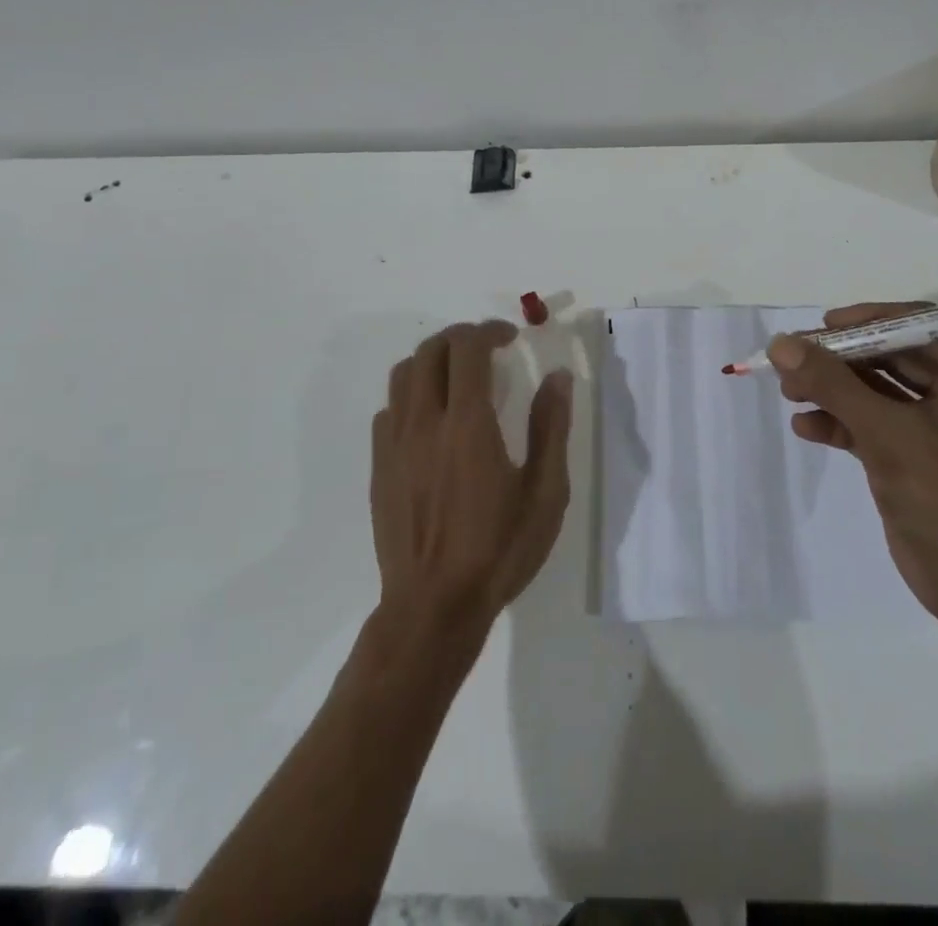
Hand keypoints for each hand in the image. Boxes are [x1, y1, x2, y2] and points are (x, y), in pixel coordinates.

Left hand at [371, 320, 572, 637]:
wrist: (432, 607)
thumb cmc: (498, 550)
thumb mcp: (545, 493)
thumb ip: (551, 428)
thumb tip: (558, 377)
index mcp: (467, 424)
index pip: (467, 349)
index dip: (489, 330)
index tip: (511, 336)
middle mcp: (424, 422)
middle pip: (431, 350)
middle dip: (461, 337)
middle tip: (489, 349)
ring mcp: (395, 443)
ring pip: (403, 373)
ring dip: (433, 359)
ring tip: (459, 374)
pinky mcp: (379, 466)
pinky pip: (388, 409)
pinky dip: (411, 394)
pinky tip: (432, 417)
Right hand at [769, 304, 937, 629]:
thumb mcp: (885, 431)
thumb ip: (831, 383)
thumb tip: (780, 344)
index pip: (918, 326)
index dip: (868, 321)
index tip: (823, 326)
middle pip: (891, 357)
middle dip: (841, 360)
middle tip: (792, 358)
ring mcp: (936, 428)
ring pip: (876, 392)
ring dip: (833, 390)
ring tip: (788, 392)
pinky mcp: (912, 458)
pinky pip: (872, 425)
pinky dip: (839, 423)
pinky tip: (804, 426)